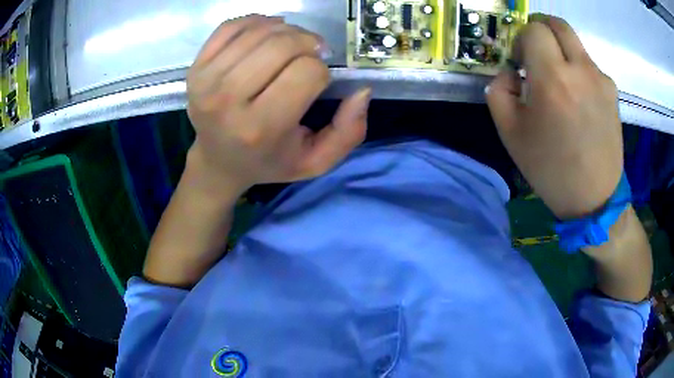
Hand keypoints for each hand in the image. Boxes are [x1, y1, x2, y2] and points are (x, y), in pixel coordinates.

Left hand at [186, 15, 370, 194]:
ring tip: (290, 46)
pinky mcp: (195, 68)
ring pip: (260, 30)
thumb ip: (348, 132)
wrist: (218, 162)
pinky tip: (265, 36)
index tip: (316, 82)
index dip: (321, 72)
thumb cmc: (269, 161)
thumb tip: (362, 90)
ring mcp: (206, 81)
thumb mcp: (315, 161)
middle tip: (310, 54)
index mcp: (260, 128)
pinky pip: (232, 26)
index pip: (307, 73)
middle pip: (283, 45)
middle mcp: (227, 101)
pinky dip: (257, 23)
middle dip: (308, 44)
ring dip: (286, 31)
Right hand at [486, 14, 622, 219]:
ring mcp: (600, 78)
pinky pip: (590, 65)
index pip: (533, 29)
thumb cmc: (551, 168)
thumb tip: (509, 72)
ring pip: (575, 43)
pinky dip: (578, 70)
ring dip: (561, 51)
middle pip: (557, 24)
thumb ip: (498, 91)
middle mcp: (580, 69)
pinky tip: (579, 98)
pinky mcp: (612, 90)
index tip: (520, 61)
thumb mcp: (510, 133)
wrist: (594, 198)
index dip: (521, 39)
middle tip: (536, 50)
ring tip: (560, 82)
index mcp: (552, 78)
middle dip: (541, 29)